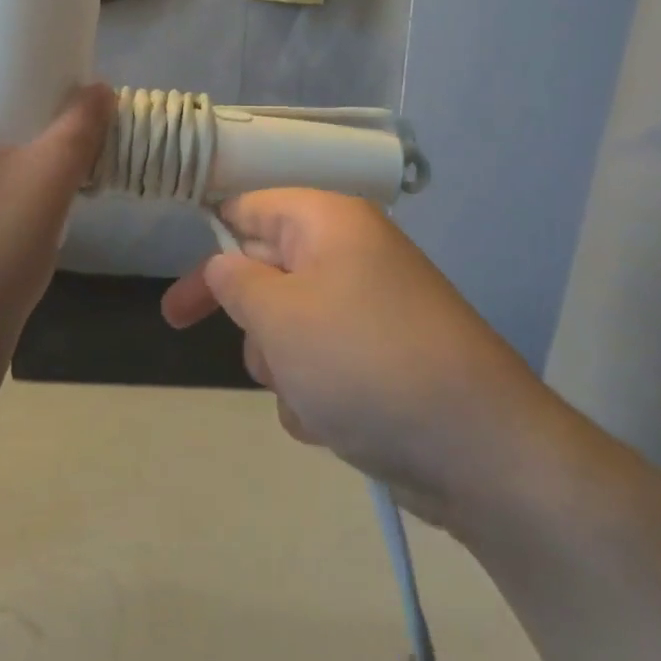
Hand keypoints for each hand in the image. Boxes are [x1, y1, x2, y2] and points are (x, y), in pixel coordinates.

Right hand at [161, 190, 554, 525]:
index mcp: (328, 221)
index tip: (177, 284)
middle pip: (268, 269)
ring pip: (291, 325)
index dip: (208, 242)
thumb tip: (224, 264)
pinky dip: (316, 393)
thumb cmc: (364, 362)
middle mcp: (351, 253)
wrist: (482, 453)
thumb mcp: (279, 316)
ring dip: (283, 365)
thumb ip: (234, 282)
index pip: (248, 208)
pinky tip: (334, 424)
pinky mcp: (384, 358)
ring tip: (309, 396)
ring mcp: (371, 307)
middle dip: (252, 319)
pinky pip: (323, 363)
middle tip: (224, 344)